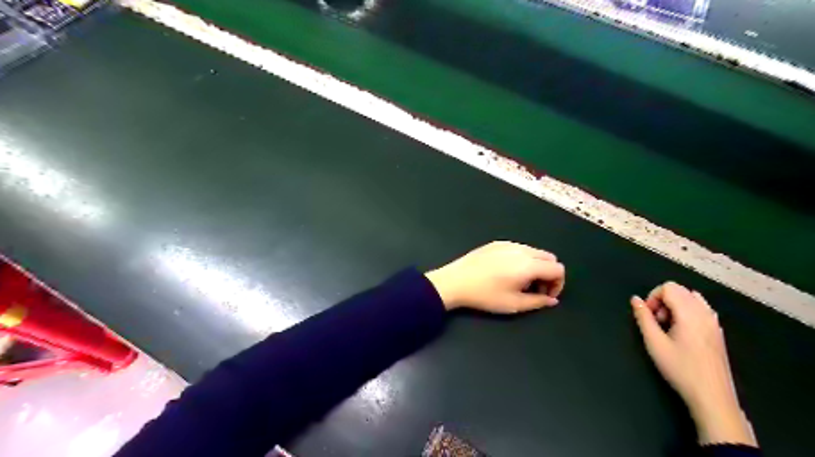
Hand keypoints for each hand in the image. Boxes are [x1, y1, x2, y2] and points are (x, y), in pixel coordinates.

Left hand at [424, 243, 565, 313]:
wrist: (455, 282)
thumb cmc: (485, 295)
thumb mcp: (514, 304)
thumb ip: (538, 301)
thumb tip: (552, 299)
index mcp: (529, 264)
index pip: (558, 268)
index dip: (558, 284)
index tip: (545, 295)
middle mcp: (522, 250)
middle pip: (549, 257)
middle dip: (548, 274)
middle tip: (534, 289)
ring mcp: (508, 243)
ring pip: (534, 252)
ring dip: (536, 266)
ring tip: (520, 282)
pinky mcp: (496, 243)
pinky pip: (519, 248)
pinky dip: (522, 259)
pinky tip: (506, 272)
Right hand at [629, 282, 757, 445]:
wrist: (712, 396)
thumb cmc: (680, 368)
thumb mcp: (654, 343)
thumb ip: (643, 317)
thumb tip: (635, 300)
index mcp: (690, 313)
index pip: (668, 287)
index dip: (653, 297)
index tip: (647, 316)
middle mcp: (705, 312)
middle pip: (680, 290)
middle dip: (663, 300)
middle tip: (656, 322)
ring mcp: (714, 322)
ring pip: (691, 298)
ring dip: (675, 305)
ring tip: (668, 326)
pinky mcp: (717, 332)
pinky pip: (701, 309)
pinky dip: (687, 312)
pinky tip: (681, 332)